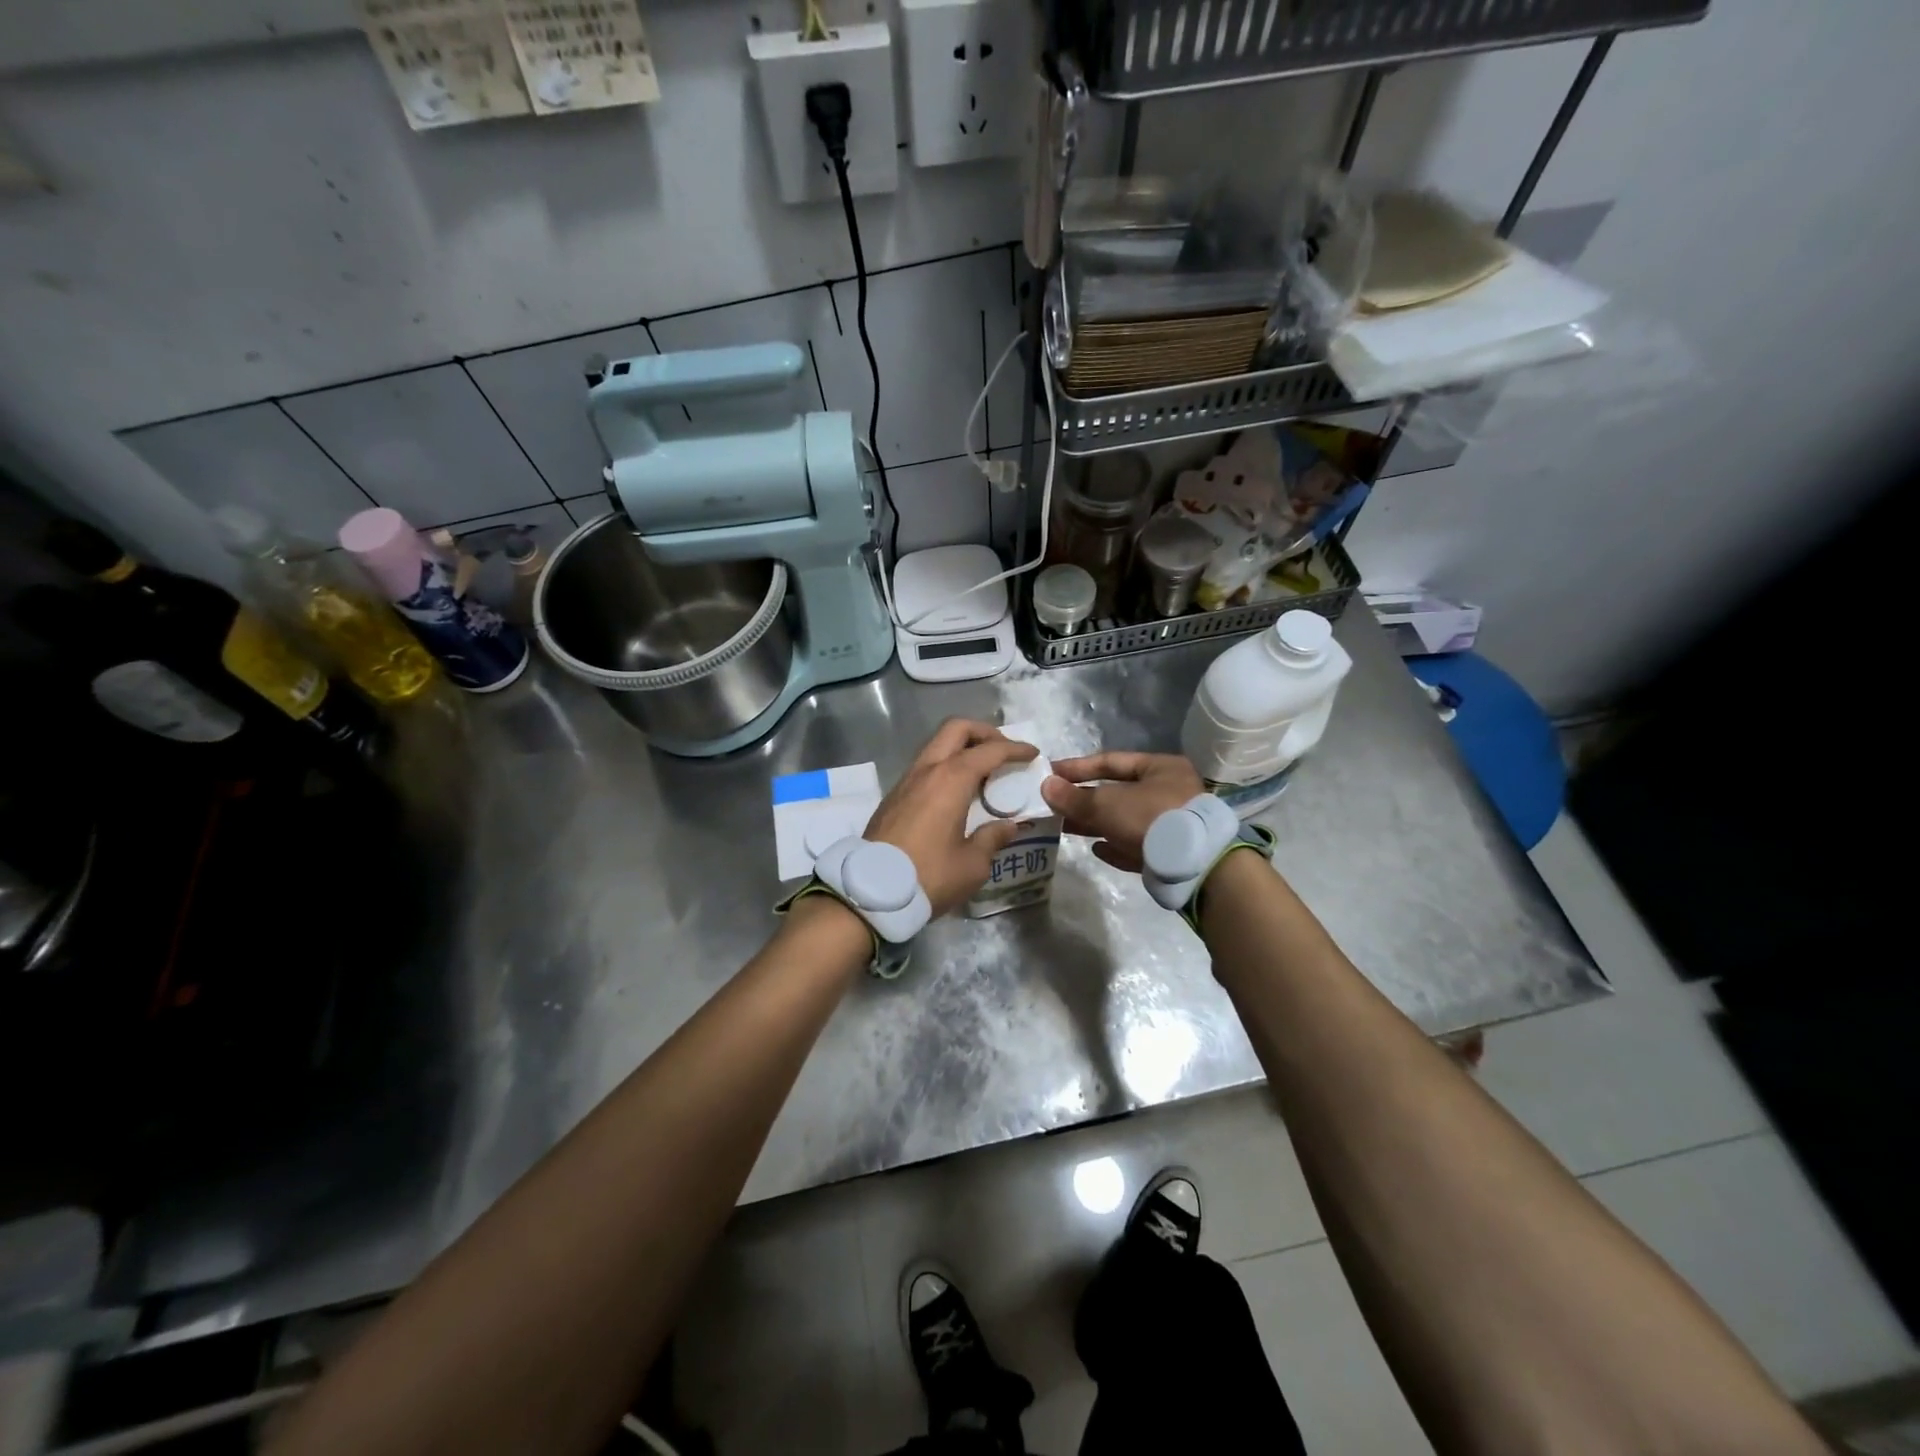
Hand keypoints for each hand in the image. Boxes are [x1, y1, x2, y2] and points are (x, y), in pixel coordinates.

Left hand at [865, 719, 1039, 917]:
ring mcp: (906, 780)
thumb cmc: (928, 876)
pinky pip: (925, 765)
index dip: (1014, 749)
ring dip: (962, 748)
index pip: (989, 751)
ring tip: (983, 771)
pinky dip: (946, 765)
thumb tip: (1007, 826)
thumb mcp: (972, 865)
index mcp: (950, 780)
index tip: (1032, 753)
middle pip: (956, 729)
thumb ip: (992, 839)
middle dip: (984, 733)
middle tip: (1003, 751)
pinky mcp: (894, 796)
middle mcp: (927, 770)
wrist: (870, 892)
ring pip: (936, 745)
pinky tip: (957, 790)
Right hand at [1041, 751, 1204, 871]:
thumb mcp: (1106, 804)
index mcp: (1161, 768)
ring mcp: (1173, 824)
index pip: (1111, 761)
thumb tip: (1045, 786)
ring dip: (1095, 824)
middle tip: (1053, 805)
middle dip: (1084, 800)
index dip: (1078, 768)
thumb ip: (1074, 797)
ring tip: (1065, 828)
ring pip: (1125, 820)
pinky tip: (1097, 850)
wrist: (1194, 864)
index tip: (1050, 774)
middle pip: (1117, 793)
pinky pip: (1137, 846)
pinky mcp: (1172, 853)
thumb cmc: (1150, 818)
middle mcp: (1170, 791)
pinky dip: (1116, 847)